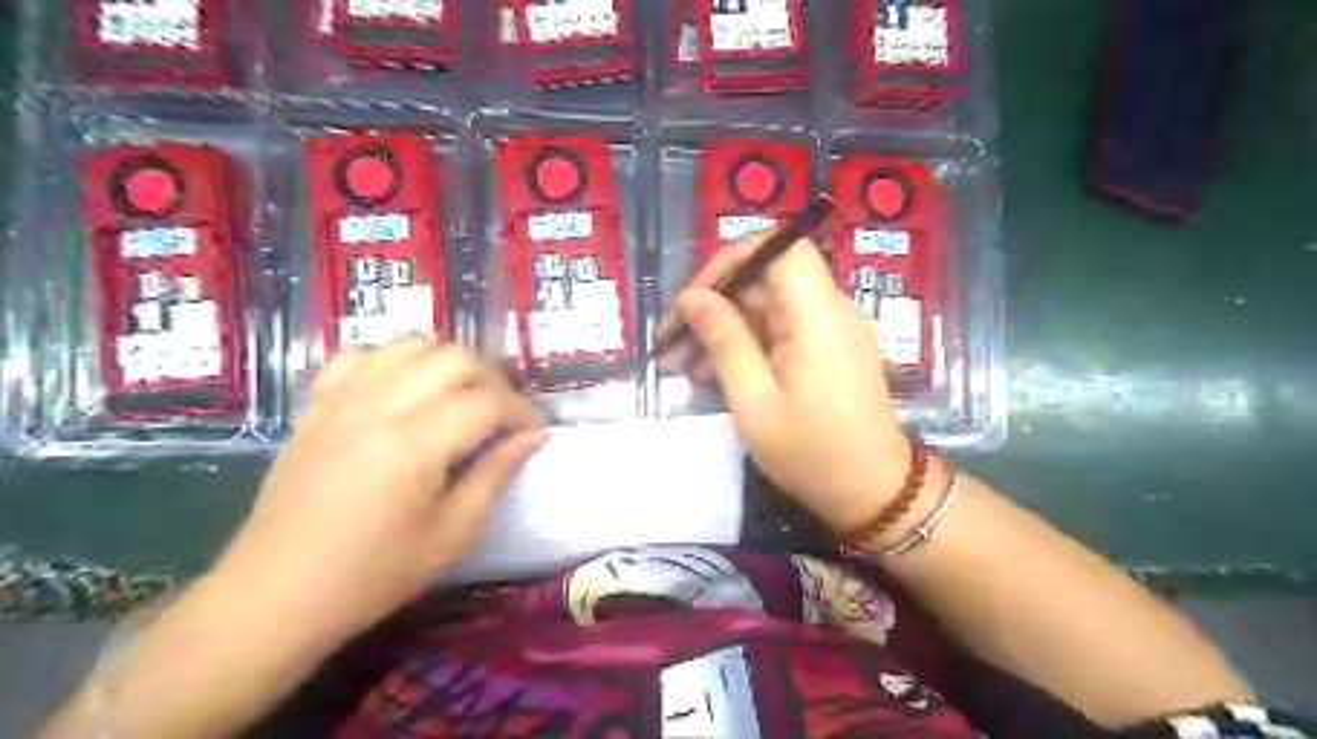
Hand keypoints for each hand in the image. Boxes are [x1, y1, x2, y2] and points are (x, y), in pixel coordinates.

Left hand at [215, 341, 548, 645]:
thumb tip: (535, 435)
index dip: (522, 410)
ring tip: (461, 398)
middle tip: (503, 414)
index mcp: (414, 444)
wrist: (276, 595)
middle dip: (492, 379)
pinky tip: (405, 391)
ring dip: (448, 364)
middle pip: (454, 358)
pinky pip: (362, 358)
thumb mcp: (453, 533)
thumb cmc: (374, 575)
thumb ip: (497, 474)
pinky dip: (395, 363)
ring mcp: (341, 400)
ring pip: (410, 346)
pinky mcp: (317, 406)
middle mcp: (378, 407)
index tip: (535, 431)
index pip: (487, 400)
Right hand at [666, 239, 911, 534]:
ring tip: (685, 366)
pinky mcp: (828, 350)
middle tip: (674, 343)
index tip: (693, 299)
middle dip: (715, 304)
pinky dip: (747, 344)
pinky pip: (782, 330)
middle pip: (767, 279)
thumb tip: (692, 297)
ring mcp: (831, 331)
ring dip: (725, 328)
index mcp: (817, 315)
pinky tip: (715, 375)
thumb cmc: (811, 453)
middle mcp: (830, 310)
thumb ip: (724, 341)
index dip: (731, 261)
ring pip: (769, 307)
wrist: (874, 493)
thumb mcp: (754, 401)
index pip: (778, 249)